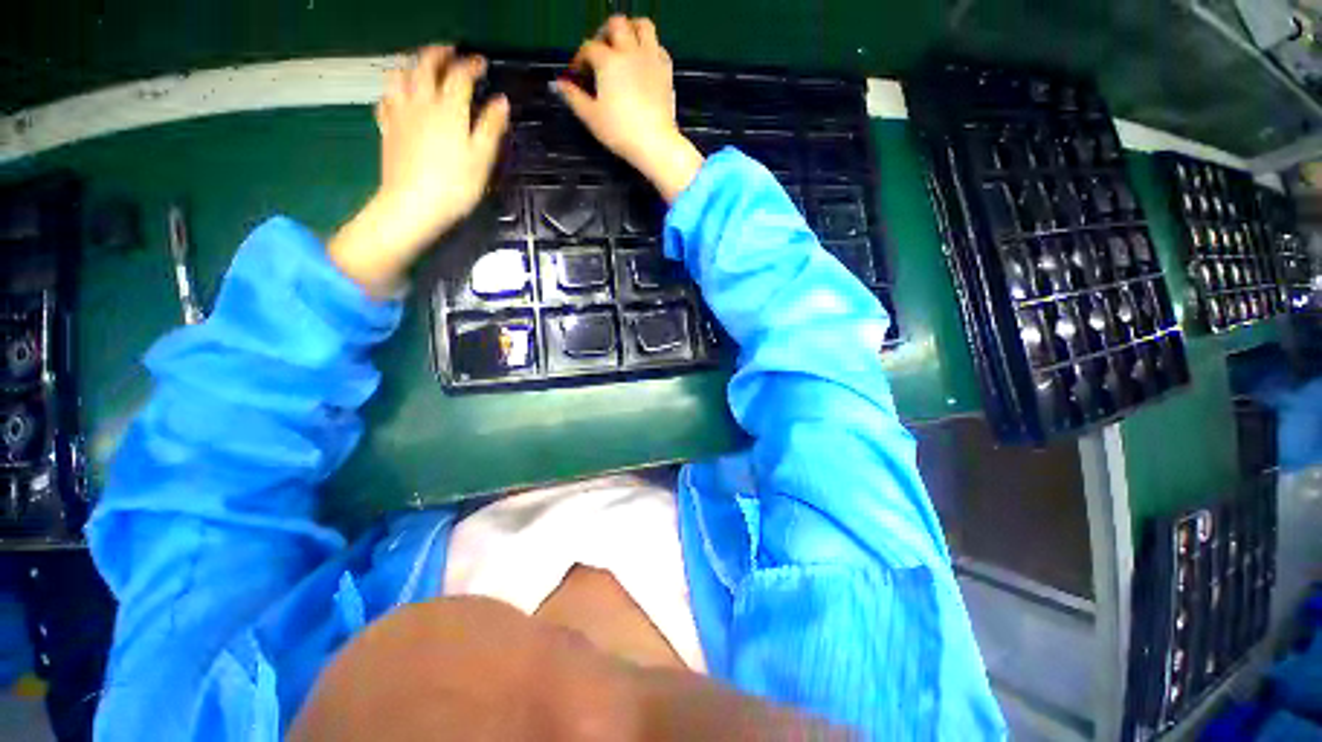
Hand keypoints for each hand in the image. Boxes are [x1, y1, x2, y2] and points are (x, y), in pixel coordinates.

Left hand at [330, 46, 509, 296]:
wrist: (413, 205)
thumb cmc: (455, 185)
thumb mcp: (482, 158)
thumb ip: (491, 127)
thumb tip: (501, 102)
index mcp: (448, 108)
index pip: (460, 75)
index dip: (471, 65)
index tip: (482, 63)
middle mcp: (421, 102)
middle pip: (425, 65)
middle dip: (439, 54)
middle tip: (450, 52)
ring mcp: (400, 113)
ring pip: (400, 75)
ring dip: (412, 65)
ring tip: (422, 68)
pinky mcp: (387, 128)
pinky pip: (386, 98)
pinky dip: (395, 90)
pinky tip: (400, 96)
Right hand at [556, 16, 703, 202]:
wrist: (655, 143)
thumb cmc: (620, 132)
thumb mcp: (591, 117)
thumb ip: (573, 97)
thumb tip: (560, 84)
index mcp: (608, 60)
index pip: (588, 48)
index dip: (580, 59)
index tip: (578, 75)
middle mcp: (629, 51)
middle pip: (616, 24)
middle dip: (604, 34)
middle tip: (600, 52)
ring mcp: (650, 58)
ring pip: (642, 26)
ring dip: (631, 30)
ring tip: (625, 46)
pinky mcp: (666, 70)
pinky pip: (658, 46)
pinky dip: (649, 48)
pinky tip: (644, 62)